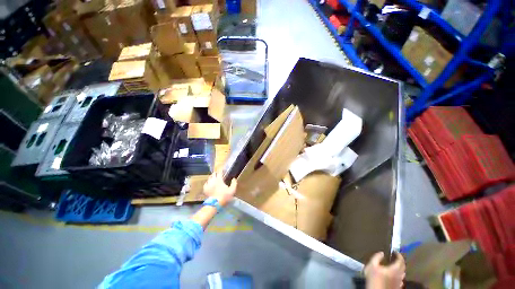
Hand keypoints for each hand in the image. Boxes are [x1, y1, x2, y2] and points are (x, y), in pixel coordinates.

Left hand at [203, 172, 236, 205]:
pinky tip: (210, 184)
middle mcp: (213, 181)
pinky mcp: (205, 189)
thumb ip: (234, 183)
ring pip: (209, 178)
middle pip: (213, 174)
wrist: (215, 204)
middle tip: (219, 174)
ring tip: (214, 178)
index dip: (221, 169)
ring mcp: (208, 185)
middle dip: (216, 173)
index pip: (220, 172)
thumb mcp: (232, 190)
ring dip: (212, 177)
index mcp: (219, 180)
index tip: (223, 169)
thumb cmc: (224, 196)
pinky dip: (208, 182)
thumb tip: (234, 178)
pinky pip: (206, 183)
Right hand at [364, 252, 405, 288]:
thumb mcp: (372, 265)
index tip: (395, 251)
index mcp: (394, 269)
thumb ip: (377, 257)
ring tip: (395, 265)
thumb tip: (382, 252)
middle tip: (395, 257)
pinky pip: (401, 279)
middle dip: (400, 261)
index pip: (400, 261)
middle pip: (403, 267)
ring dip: (400, 268)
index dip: (399, 255)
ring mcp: (399, 282)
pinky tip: (395, 275)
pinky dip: (399, 275)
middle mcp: (399, 275)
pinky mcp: (397, 287)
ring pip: (403, 274)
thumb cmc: (374, 277)